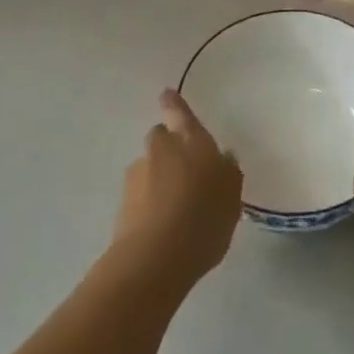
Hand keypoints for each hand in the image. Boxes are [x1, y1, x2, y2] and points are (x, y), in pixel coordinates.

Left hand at [111, 90, 243, 287]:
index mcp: (191, 141)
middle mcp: (161, 150)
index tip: (166, 94)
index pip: (180, 113)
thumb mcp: (231, 197)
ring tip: (176, 209)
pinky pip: (140, 195)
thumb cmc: (203, 219)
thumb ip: (228, 174)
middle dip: (169, 148)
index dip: (174, 104)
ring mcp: (137, 175)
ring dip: (158, 178)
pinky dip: (149, 203)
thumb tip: (223, 158)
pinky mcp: (121, 203)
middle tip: (187, 172)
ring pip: (149, 167)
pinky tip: (163, 227)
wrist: (154, 258)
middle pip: (161, 138)